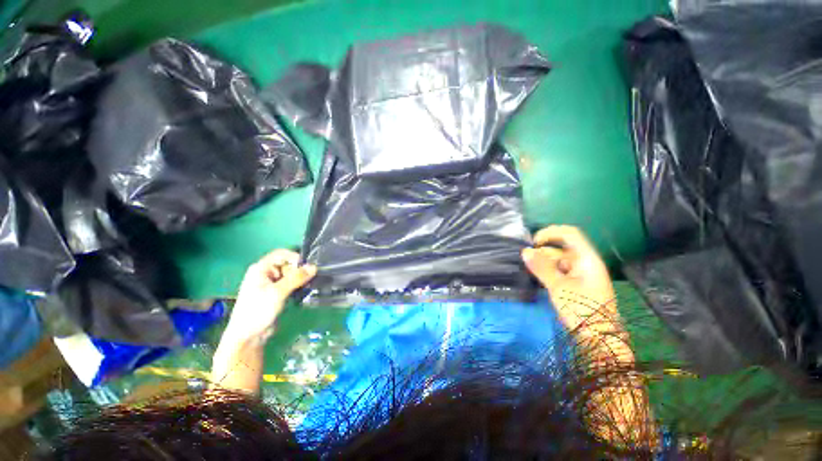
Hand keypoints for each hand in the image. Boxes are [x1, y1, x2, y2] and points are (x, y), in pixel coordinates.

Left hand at [226, 250, 316, 341]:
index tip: (307, 267)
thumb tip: (314, 267)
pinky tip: (304, 291)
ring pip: (291, 275)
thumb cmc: (257, 310)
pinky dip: (298, 286)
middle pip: (288, 264)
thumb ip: (296, 278)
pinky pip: (290, 284)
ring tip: (308, 286)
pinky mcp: (277, 293)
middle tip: (307, 280)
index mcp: (261, 268)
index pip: (282, 254)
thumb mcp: (277, 292)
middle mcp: (266, 273)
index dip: (295, 257)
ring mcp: (271, 284)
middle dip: (299, 270)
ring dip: (300, 279)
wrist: (248, 336)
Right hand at [522, 226, 615, 333]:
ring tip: (531, 271)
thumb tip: (525, 251)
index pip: (569, 234)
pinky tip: (539, 278)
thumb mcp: (558, 287)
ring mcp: (581, 273)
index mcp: (587, 259)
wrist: (599, 338)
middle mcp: (585, 262)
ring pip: (558, 260)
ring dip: (544, 263)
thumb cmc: (581, 310)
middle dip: (543, 252)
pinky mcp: (577, 283)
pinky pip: (560, 270)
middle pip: (561, 247)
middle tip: (527, 262)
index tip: (533, 242)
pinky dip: (548, 271)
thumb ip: (541, 267)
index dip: (550, 233)